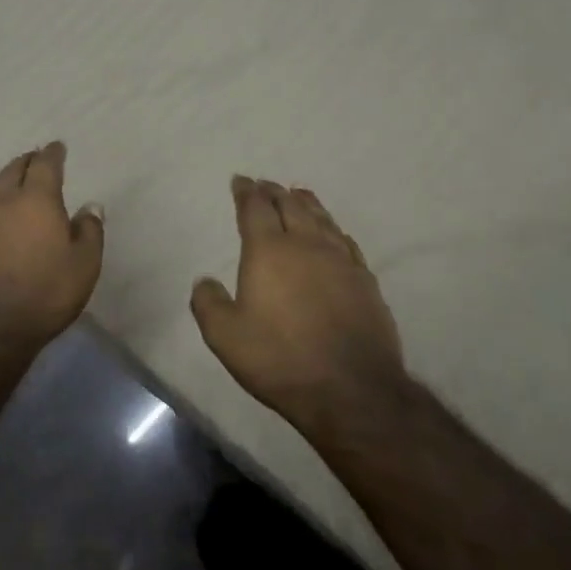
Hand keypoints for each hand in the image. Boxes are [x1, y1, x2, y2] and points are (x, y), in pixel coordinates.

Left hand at [0, 142, 104, 347]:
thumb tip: (91, 206)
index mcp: (36, 200)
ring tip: (8, 190)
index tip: (57, 147)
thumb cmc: (43, 296)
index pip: (45, 164)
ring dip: (1, 186)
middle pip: (12, 169)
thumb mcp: (84, 267)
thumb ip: (90, 232)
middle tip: (33, 162)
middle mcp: (0, 199)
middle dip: (25, 162)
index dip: (52, 154)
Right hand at [191, 177, 407, 435]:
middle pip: (290, 205)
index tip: (240, 181)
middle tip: (265, 185)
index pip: (255, 208)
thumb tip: (205, 281)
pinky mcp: (365, 281)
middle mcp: (307, 245)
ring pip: (322, 219)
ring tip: (298, 194)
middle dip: (274, 192)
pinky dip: (333, 229)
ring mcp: (341, 261)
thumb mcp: (225, 336)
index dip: (246, 192)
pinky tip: (333, 233)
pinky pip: (346, 242)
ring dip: (306, 203)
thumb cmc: (280, 358)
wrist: (351, 389)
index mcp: (269, 251)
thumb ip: (208, 304)